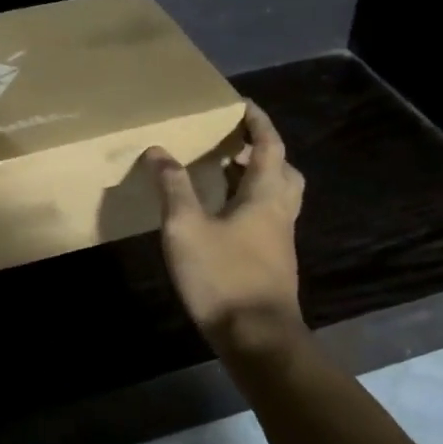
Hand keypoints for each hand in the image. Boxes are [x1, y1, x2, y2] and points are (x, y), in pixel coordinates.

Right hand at [144, 101, 304, 357]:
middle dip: (264, 151)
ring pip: (279, 197)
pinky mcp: (274, 263)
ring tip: (224, 175)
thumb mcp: (186, 227)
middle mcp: (280, 212)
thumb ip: (173, 187)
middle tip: (235, 143)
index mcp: (265, 195)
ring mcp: (281, 241)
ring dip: (258, 179)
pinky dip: (251, 205)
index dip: (259, 122)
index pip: (270, 146)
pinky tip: (222, 218)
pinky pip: (268, 219)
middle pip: (283, 171)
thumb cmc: (223, 276)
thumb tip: (158, 150)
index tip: (244, 104)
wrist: (257, 339)